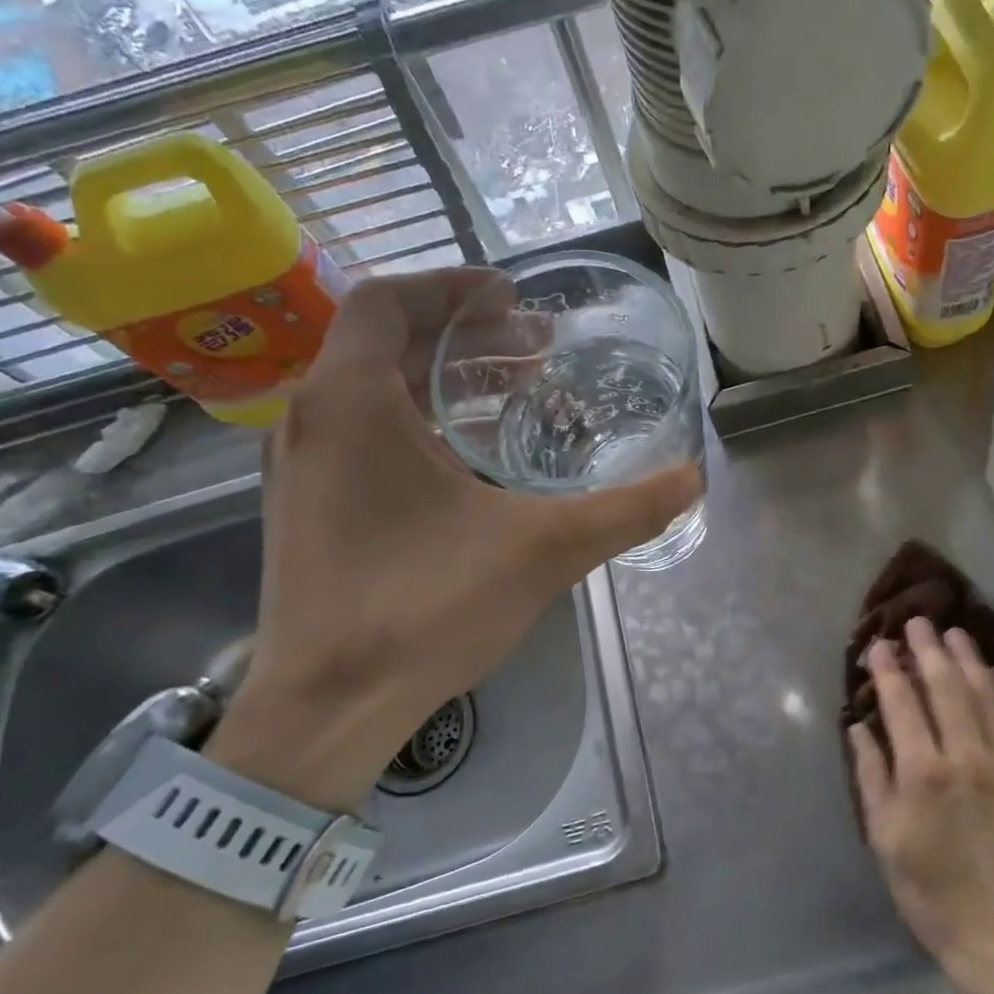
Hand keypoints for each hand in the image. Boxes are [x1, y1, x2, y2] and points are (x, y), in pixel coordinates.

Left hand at [208, 268, 701, 810]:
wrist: (328, 707)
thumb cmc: (424, 608)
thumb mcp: (542, 551)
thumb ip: (625, 511)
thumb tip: (693, 479)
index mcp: (352, 402)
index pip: (388, 301)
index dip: (451, 285)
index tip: (512, 296)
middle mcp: (312, 420)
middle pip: (383, 343)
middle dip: (463, 335)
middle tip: (534, 349)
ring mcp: (300, 468)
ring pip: (371, 391)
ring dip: (441, 381)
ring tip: (513, 395)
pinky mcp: (305, 509)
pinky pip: (361, 435)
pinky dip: (417, 423)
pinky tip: (472, 461)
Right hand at [848, 617, 993, 976]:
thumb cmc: (925, 886)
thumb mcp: (882, 833)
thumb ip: (870, 773)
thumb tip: (860, 726)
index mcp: (922, 771)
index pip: (902, 703)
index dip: (888, 670)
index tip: (877, 645)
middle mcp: (963, 755)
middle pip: (943, 687)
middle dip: (927, 650)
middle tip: (915, 621)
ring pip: (980, 695)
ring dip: (964, 658)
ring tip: (952, 631)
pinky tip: (984, 670)